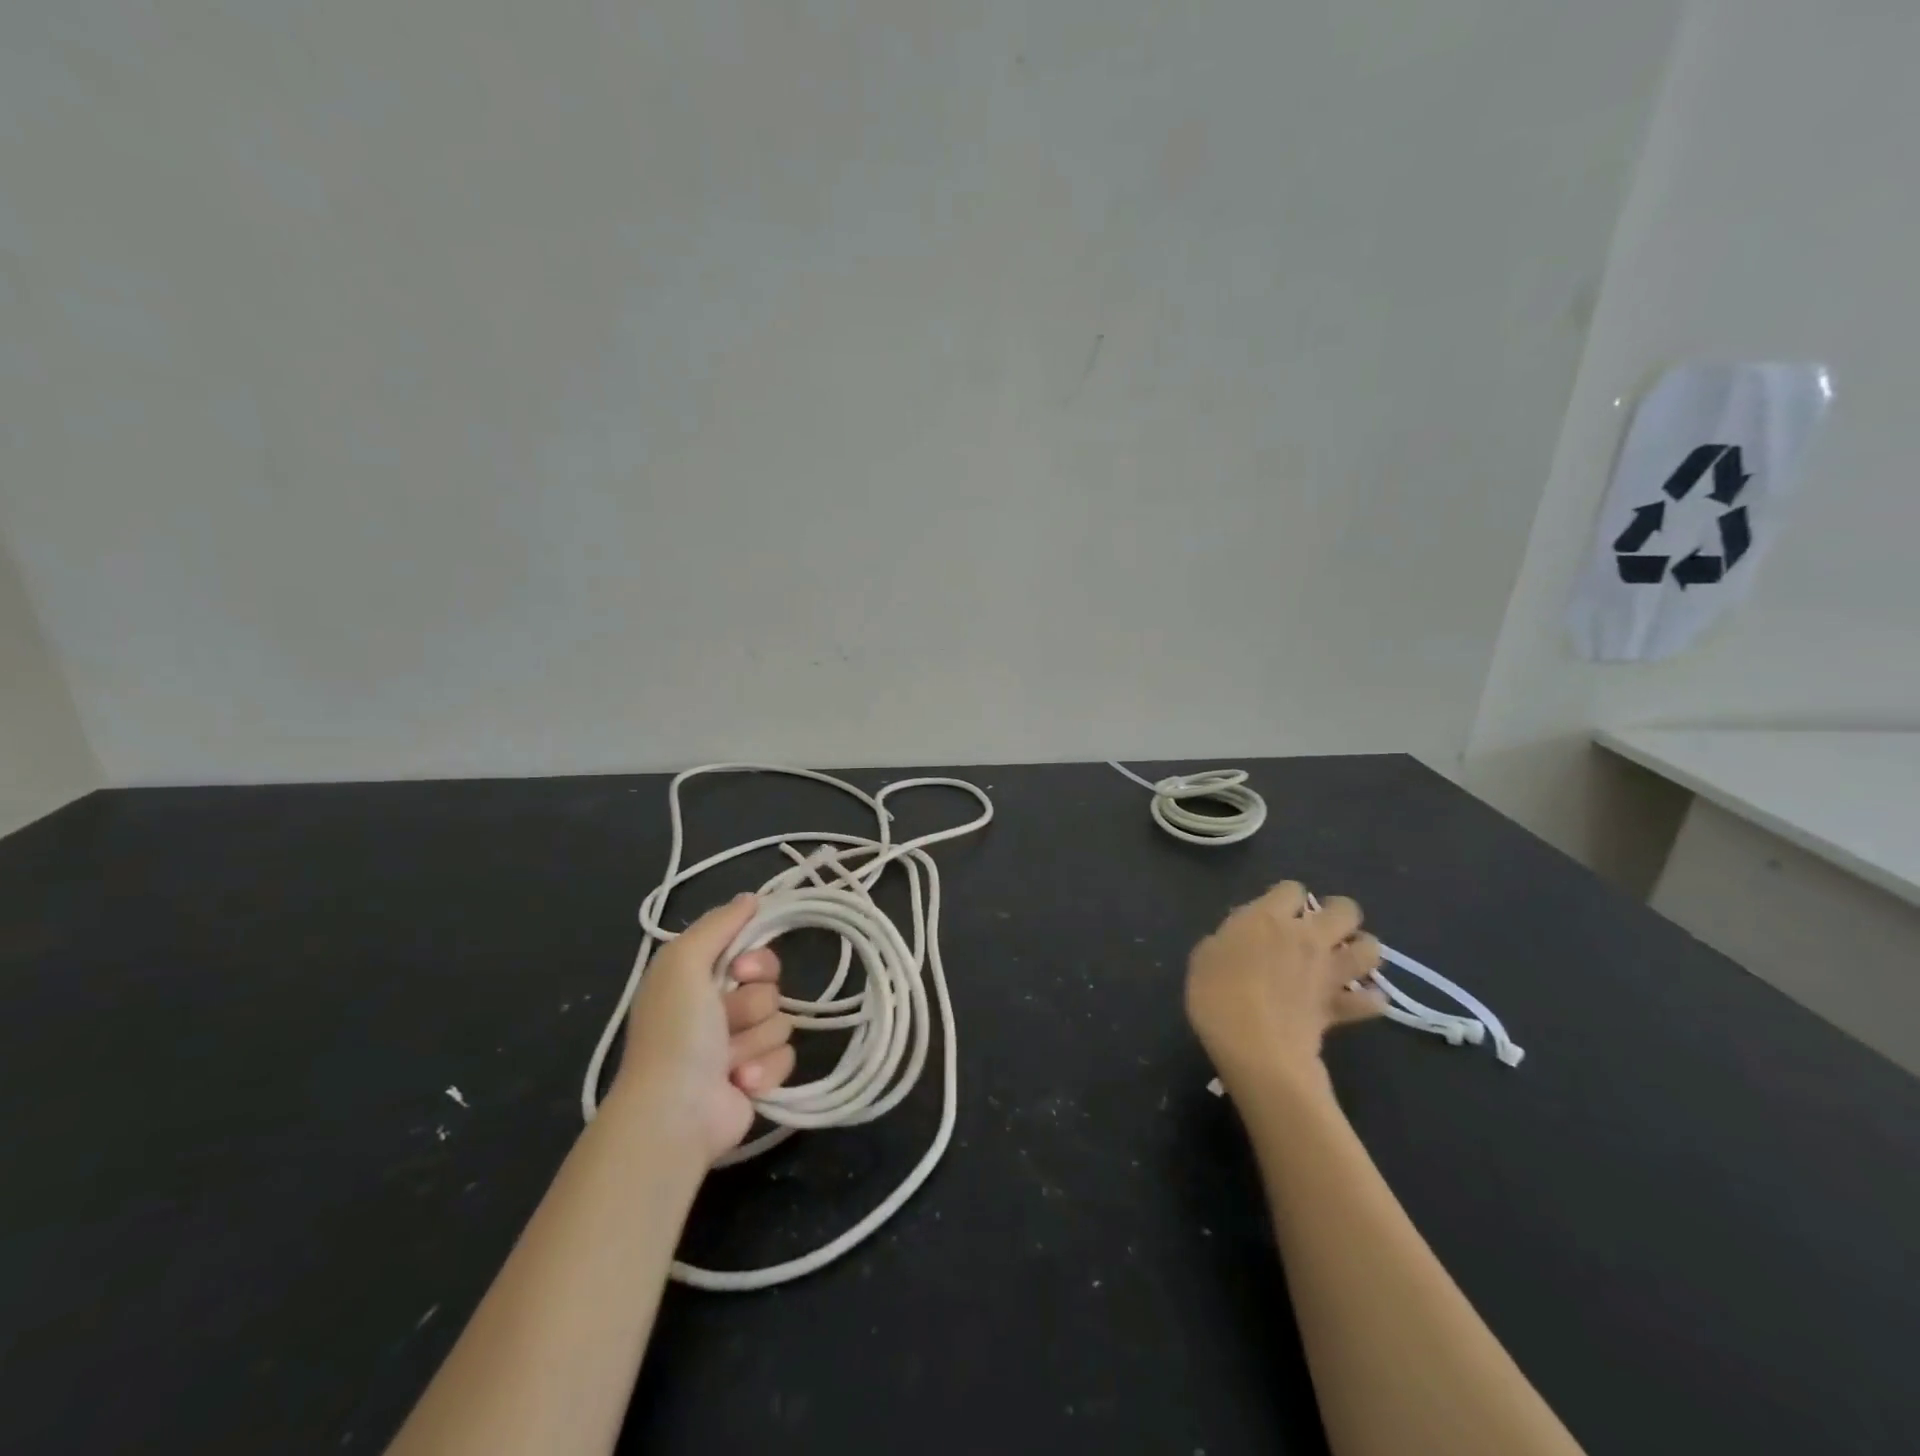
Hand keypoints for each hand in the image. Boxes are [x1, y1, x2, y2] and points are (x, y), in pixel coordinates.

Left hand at [616, 893, 796, 1162]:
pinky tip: (738, 1084)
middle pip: (770, 986)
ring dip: (754, 1041)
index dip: (755, 959)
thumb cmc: (676, 1032)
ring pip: (779, 1021)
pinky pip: (786, 1056)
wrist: (675, 1113)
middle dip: (753, 1003)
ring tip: (727, 1062)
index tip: (741, 970)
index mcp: (696, 979)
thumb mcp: (684, 963)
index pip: (750, 950)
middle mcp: (716, 1009)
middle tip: (728, 1019)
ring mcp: (738, 1046)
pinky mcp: (757, 1078)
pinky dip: (763, 1070)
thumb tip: (751, 897)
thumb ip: (717, 924)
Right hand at [1186, 881, 1385, 1091]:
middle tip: (1320, 927)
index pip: (1290, 889)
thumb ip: (1229, 938)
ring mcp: (1328, 972)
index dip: (1285, 897)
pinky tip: (1359, 1000)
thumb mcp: (1204, 955)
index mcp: (1268, 918)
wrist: (1252, 1044)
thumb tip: (1243, 937)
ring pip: (1370, 948)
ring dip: (1362, 949)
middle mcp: (1306, 937)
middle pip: (1344, 909)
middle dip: (1336, 912)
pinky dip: (1369, 999)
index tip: (1274, 910)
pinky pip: (1370, 1000)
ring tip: (1345, 957)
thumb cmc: (1216, 992)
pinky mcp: (1339, 1007)